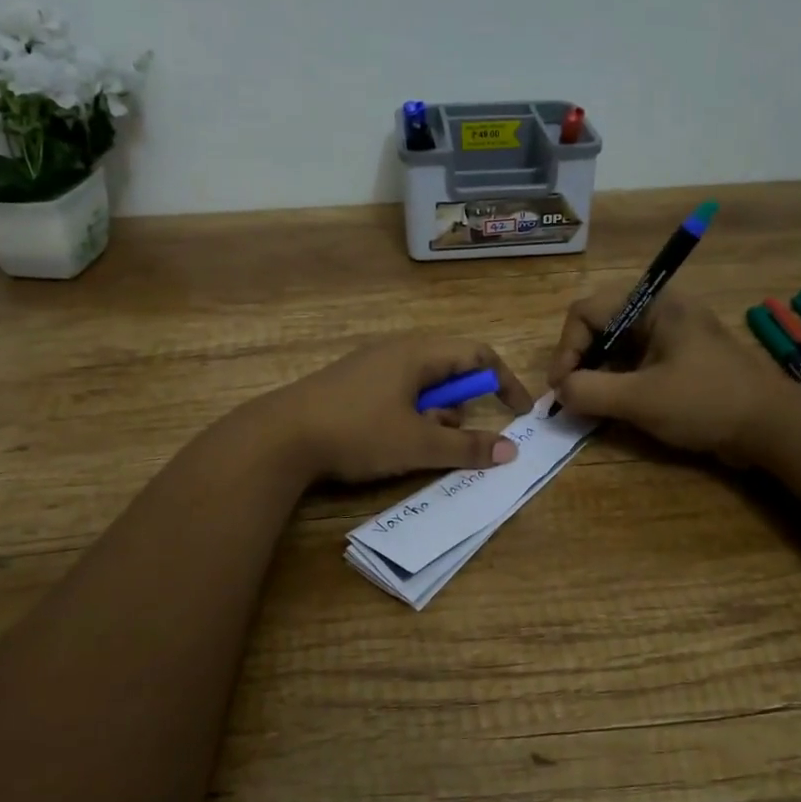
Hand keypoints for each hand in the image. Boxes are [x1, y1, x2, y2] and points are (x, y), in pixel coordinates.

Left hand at [262, 336, 533, 483]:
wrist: (281, 436)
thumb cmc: (358, 432)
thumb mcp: (418, 443)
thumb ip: (466, 446)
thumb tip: (510, 451)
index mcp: (418, 353)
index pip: (478, 355)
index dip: (504, 382)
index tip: (520, 413)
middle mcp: (397, 350)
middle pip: (450, 368)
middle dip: (463, 405)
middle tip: (456, 436)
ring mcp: (371, 365)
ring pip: (423, 384)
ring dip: (435, 413)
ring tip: (420, 444)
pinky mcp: (352, 384)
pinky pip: (397, 392)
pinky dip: (410, 415)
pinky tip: (391, 442)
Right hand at [546, 289, 784, 461]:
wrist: (771, 427)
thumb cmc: (705, 402)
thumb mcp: (641, 399)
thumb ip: (590, 391)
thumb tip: (559, 391)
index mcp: (653, 305)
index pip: (586, 312)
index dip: (566, 349)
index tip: (561, 387)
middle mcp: (659, 311)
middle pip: (598, 326)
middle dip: (580, 361)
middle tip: (571, 396)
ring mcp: (670, 336)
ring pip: (615, 347)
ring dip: (597, 375)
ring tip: (589, 406)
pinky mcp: (678, 360)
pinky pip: (634, 363)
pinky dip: (617, 383)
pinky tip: (613, 409)